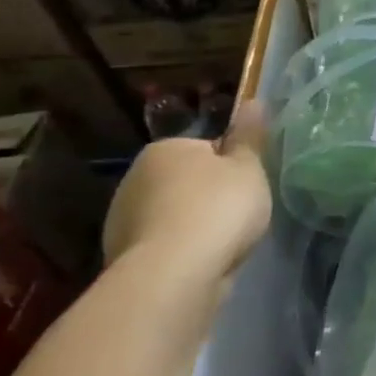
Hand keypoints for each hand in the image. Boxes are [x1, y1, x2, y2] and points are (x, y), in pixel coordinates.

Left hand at [101, 100, 271, 279]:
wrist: (174, 274)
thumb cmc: (217, 208)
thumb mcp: (248, 167)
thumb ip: (250, 136)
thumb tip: (253, 101)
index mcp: (165, 149)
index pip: (205, 149)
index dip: (231, 166)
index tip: (247, 186)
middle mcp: (135, 178)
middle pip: (186, 182)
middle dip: (209, 196)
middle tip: (239, 214)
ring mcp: (123, 220)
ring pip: (172, 215)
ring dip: (192, 225)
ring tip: (221, 244)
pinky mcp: (122, 256)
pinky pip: (163, 245)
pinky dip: (180, 251)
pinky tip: (200, 263)